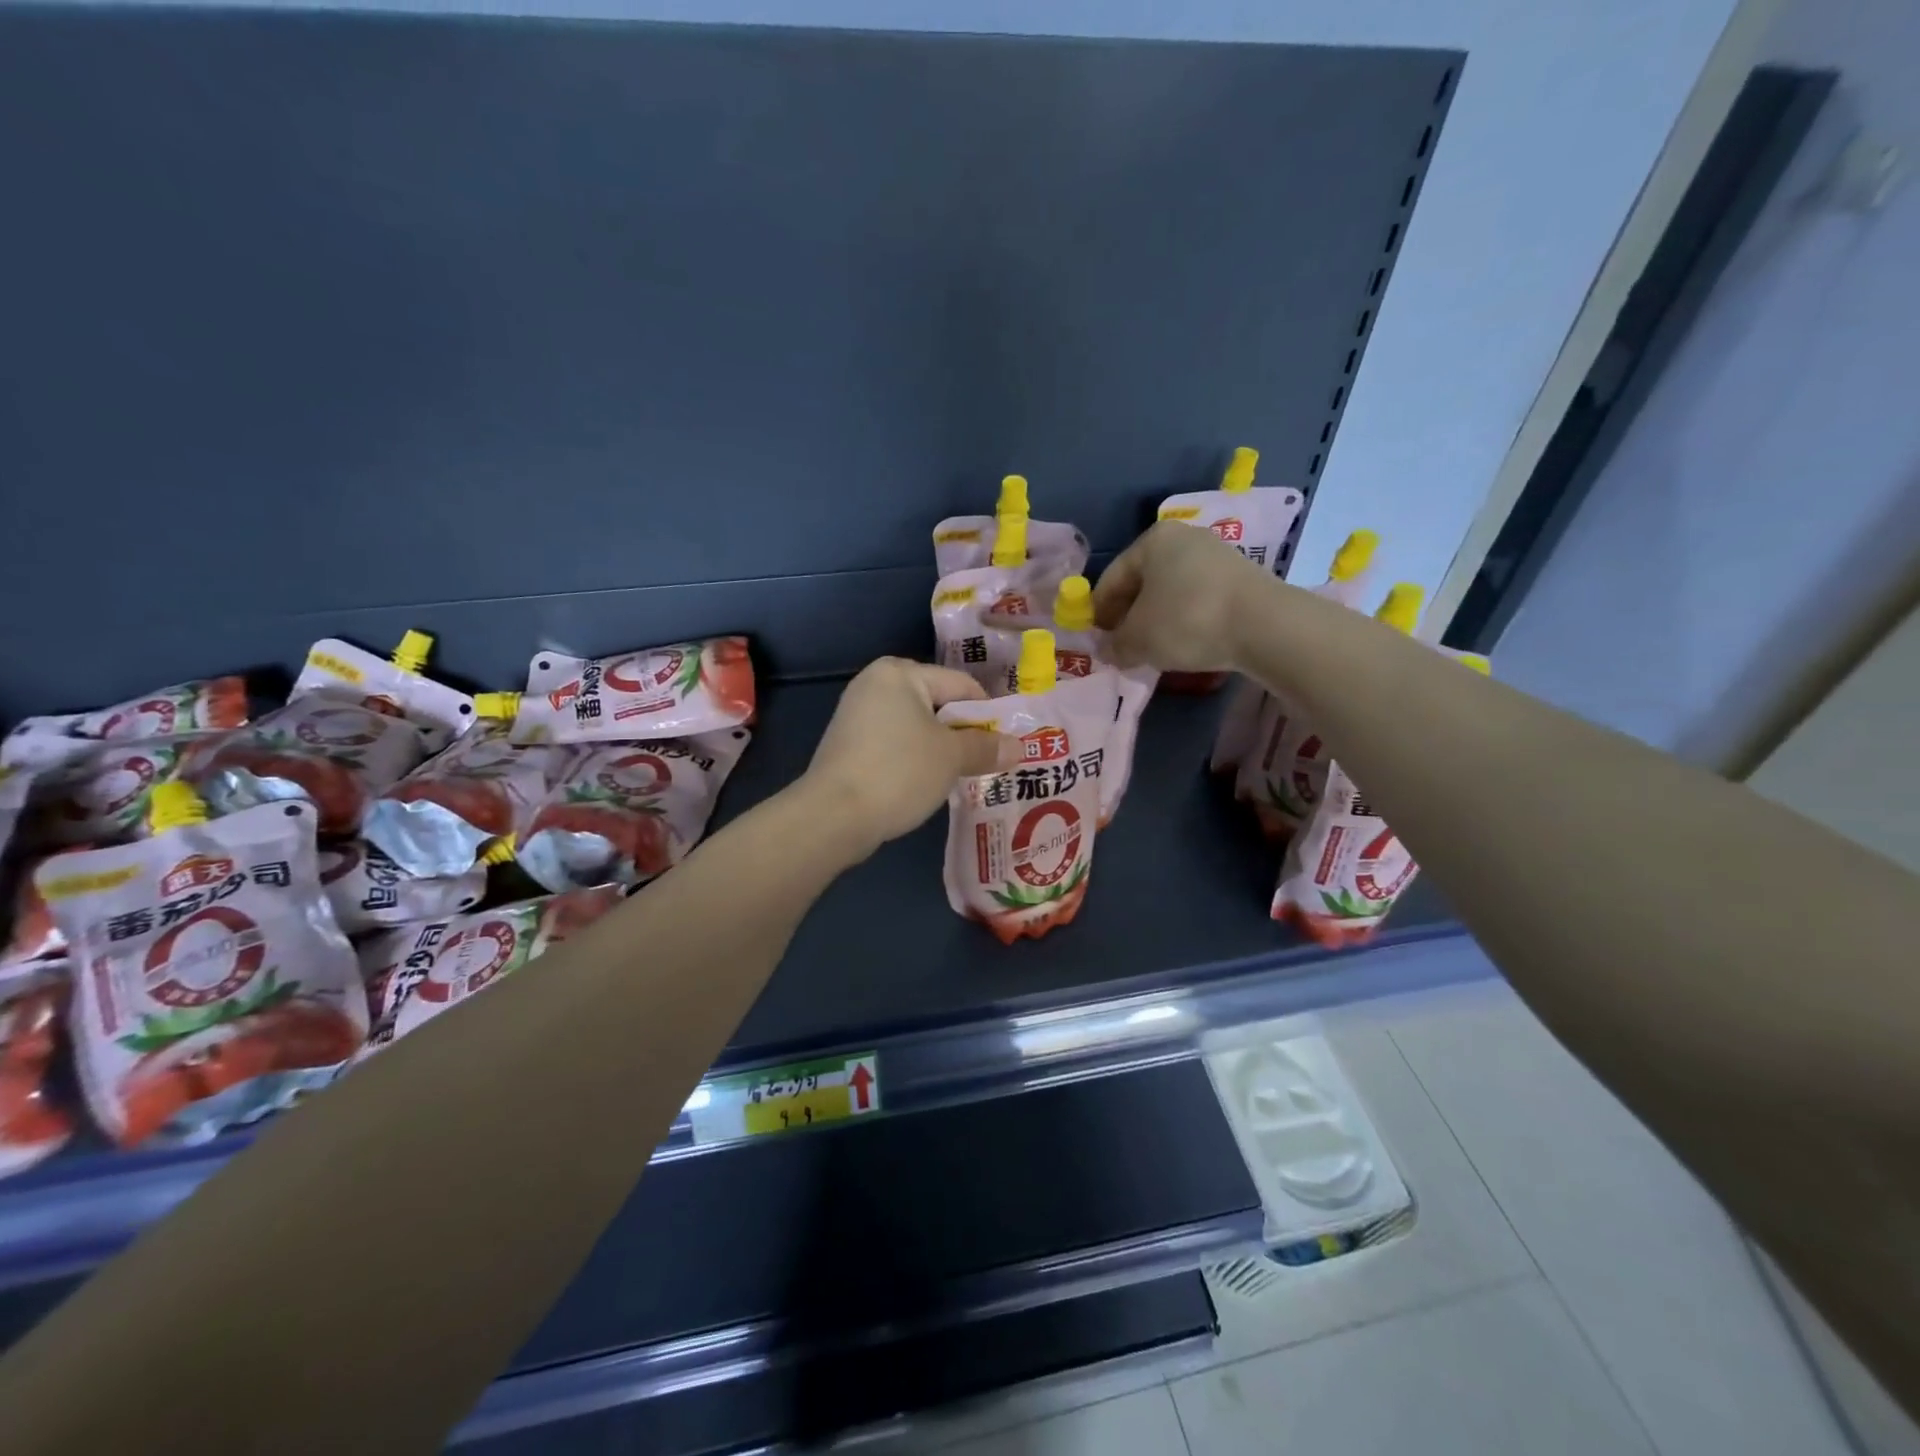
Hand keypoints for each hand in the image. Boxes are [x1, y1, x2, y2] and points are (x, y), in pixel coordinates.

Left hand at [803, 659, 1006, 858]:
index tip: (1007, 743)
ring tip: (963, 776)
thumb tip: (1019, 747)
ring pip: (916, 727)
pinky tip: (927, 784)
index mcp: (901, 673)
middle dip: (964, 733)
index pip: (961, 684)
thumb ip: (986, 747)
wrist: (833, 815)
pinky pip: (895, 744)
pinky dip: (914, 759)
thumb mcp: (951, 758)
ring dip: (940, 749)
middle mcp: (875, 684)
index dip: (989, 714)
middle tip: (989, 761)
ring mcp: (857, 715)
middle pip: (938, 703)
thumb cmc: (899, 772)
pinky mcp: (848, 744)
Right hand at [1092, 521, 1272, 671]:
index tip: (1096, 640)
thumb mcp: (1138, 639)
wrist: (1264, 625)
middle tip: (1122, 646)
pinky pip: (1198, 599)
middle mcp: (1184, 538)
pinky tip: (1184, 643)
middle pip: (1143, 582)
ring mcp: (1216, 555)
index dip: (1098, 612)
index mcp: (1152, 541)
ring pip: (1171, 591)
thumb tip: (1107, 650)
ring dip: (1157, 619)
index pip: (1111, 578)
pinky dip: (1184, 619)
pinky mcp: (1240, 577)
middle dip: (1129, 615)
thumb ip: (1115, 644)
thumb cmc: (1186, 621)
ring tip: (1152, 649)